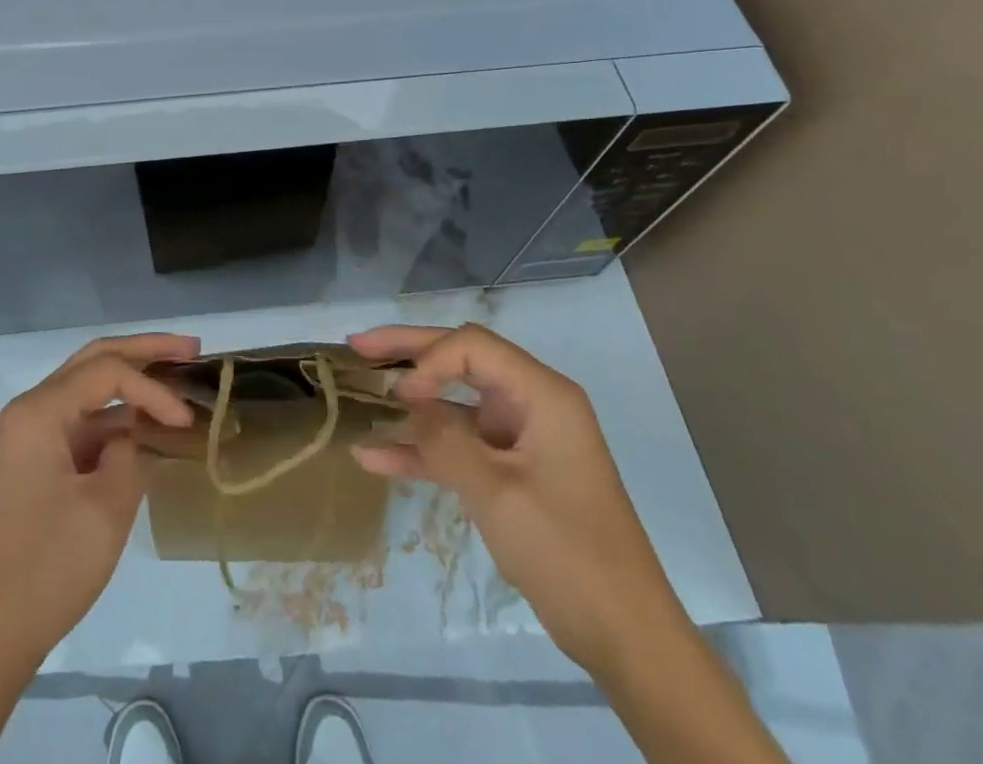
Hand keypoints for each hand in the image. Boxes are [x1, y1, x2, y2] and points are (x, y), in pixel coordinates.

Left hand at [0, 333, 200, 671]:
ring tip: (176, 378)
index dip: (154, 389)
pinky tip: (145, 426)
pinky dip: (115, 419)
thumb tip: (131, 439)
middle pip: (93, 361)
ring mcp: (30, 438)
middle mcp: (30, 411)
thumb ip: (130, 454)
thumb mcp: (105, 508)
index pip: (108, 372)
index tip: (187, 421)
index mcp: (39, 411)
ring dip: (131, 383)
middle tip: (191, 348)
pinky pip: (81, 425)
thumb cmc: (44, 568)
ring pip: (87, 390)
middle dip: (144, 351)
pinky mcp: (35, 465)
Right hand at [348, 323, 686, 671]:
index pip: (472, 346)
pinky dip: (421, 452)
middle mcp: (530, 404)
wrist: (625, 637)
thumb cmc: (568, 552)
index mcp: (542, 394)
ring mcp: (518, 439)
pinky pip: (458, 448)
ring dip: (408, 407)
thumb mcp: (497, 493)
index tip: (399, 396)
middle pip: (460, 361)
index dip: (428, 359)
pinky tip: (374, 457)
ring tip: (358, 391)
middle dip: (408, 354)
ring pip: (453, 405)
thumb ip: (444, 441)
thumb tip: (405, 403)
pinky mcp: (509, 473)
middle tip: (357, 345)